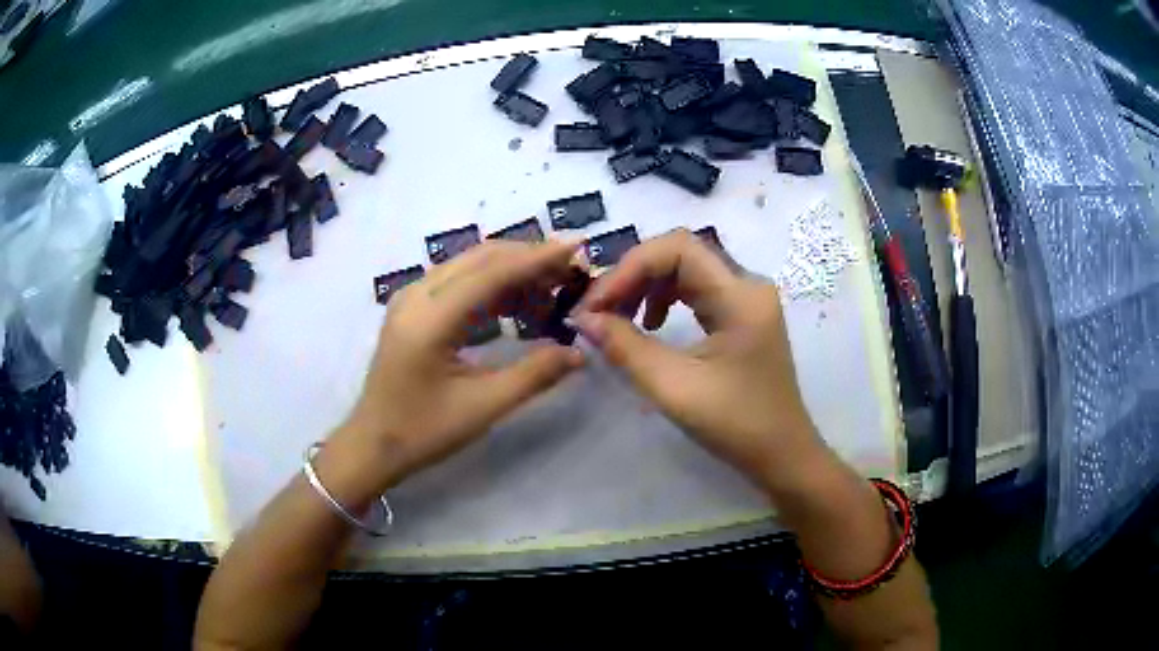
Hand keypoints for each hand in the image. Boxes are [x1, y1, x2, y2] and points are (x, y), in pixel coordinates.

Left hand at [328, 240, 584, 492]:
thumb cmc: (423, 431)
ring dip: (512, 271)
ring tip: (552, 290)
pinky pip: (459, 282)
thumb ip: (534, 375)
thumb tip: (580, 353)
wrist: (372, 444)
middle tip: (572, 272)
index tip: (577, 247)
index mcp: (429, 318)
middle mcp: (417, 295)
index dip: (537, 258)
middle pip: (481, 258)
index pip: (491, 272)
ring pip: (470, 266)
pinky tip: (518, 306)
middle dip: (529, 259)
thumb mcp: (483, 408)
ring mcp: (411, 298)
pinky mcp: (413, 307)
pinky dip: (492, 286)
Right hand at [572, 229, 823, 487]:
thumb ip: (625, 348)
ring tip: (619, 318)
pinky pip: (697, 289)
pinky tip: (651, 325)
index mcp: (740, 296)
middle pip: (681, 253)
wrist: (781, 453)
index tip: (597, 305)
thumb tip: (583, 319)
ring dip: (646, 286)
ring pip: (687, 269)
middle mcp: (748, 285)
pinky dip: (665, 299)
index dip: (629, 267)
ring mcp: (747, 298)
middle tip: (599, 310)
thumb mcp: (674, 387)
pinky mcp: (742, 314)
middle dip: (633, 275)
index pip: (678, 248)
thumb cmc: (735, 425)